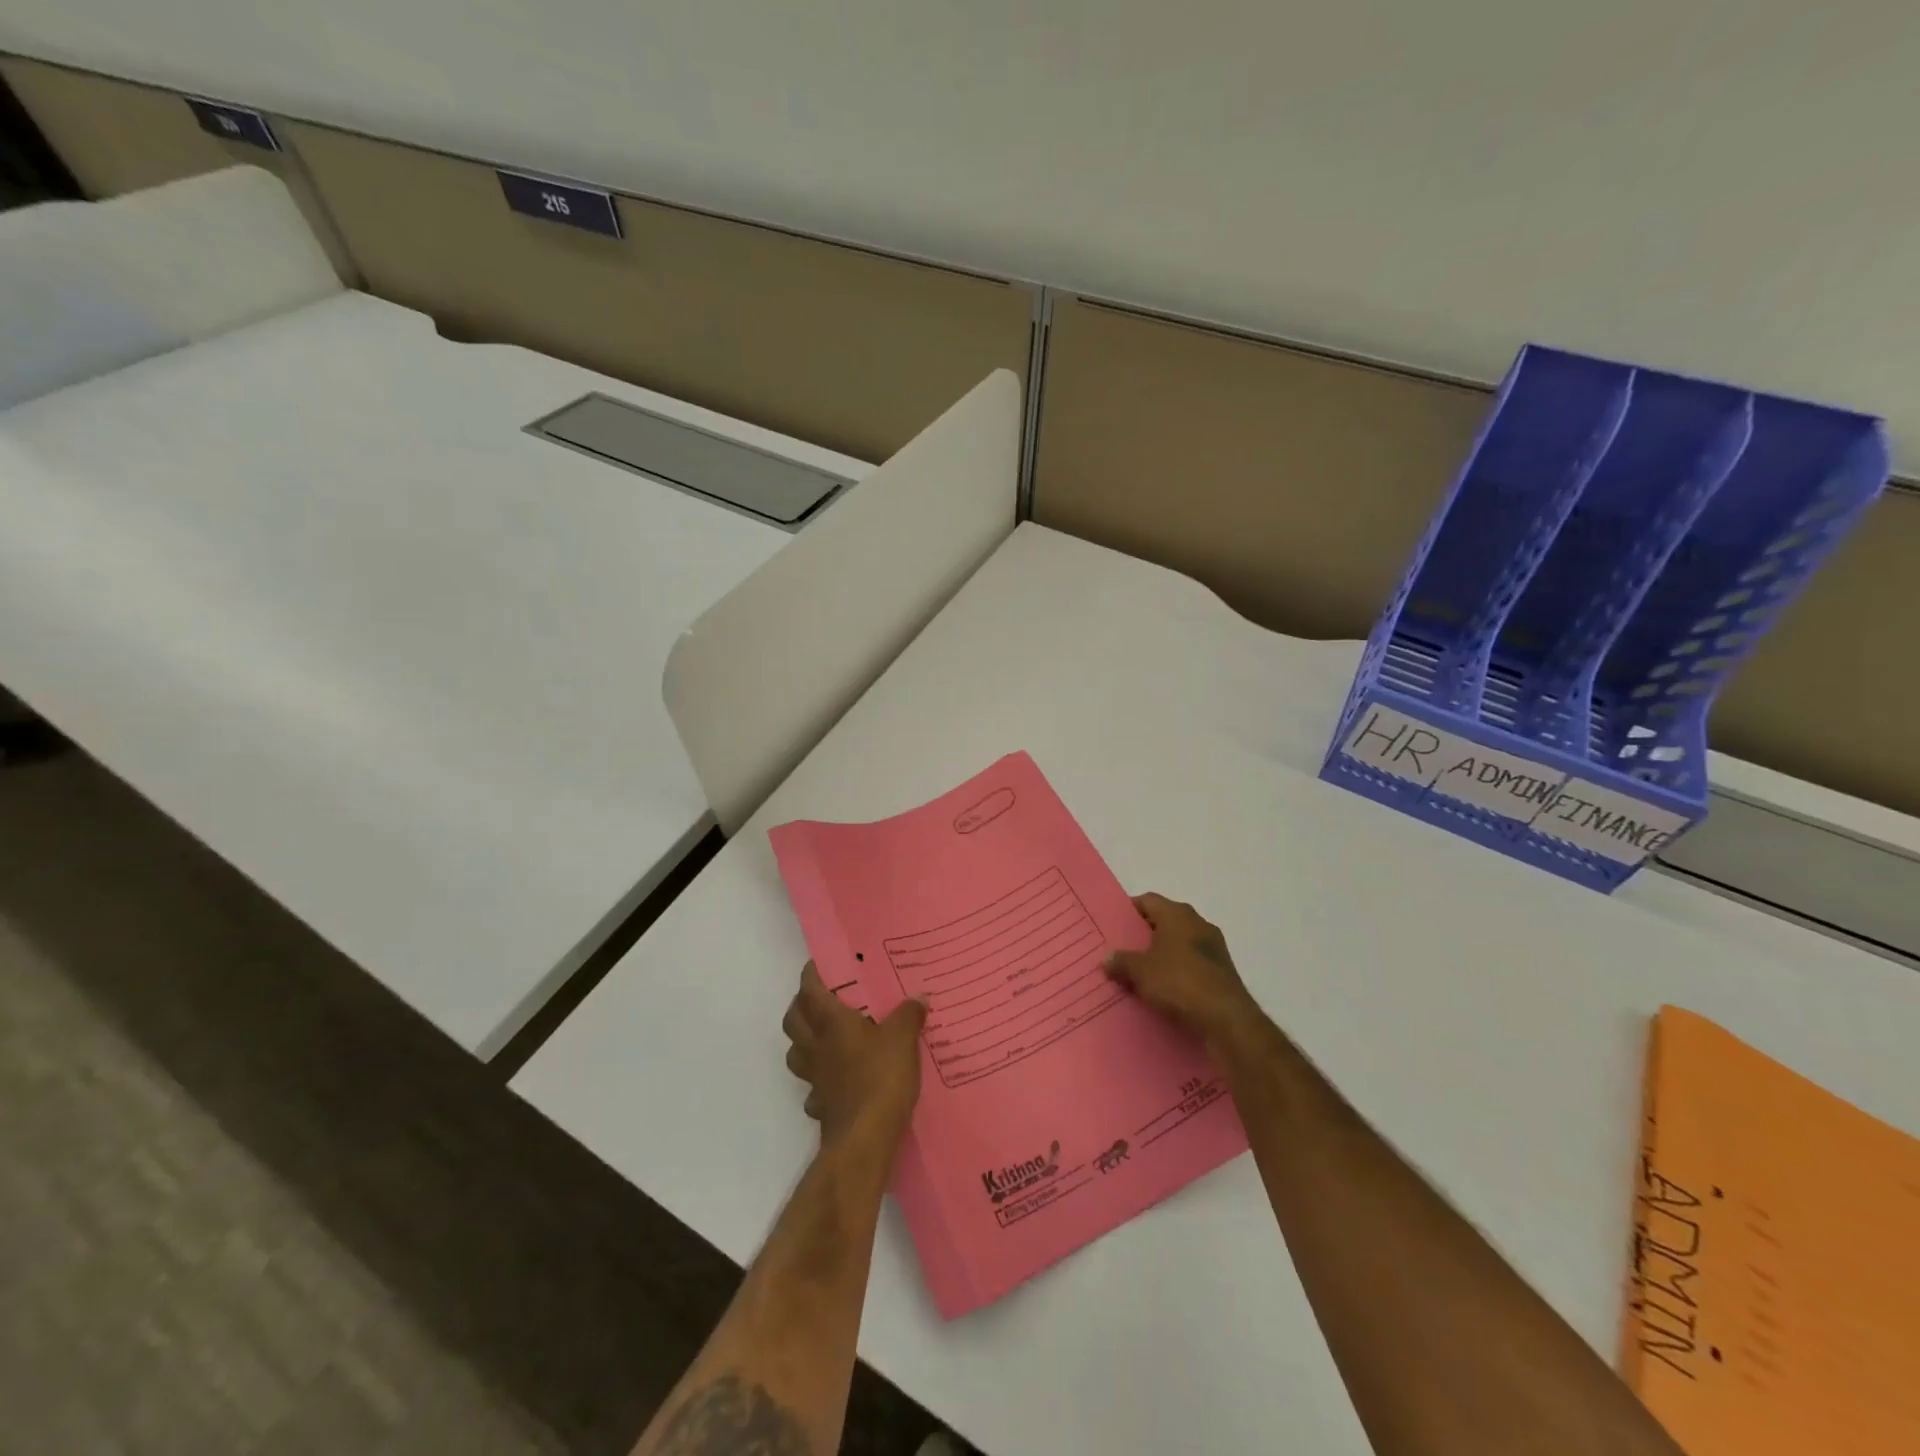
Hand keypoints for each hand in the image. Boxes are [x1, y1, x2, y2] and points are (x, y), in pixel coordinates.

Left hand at [782, 962, 926, 1152]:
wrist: (864, 1139)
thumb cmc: (881, 1077)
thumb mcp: (903, 1039)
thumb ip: (909, 1014)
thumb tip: (918, 996)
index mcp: (831, 1023)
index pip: (810, 990)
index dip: (811, 975)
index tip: (820, 964)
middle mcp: (816, 1046)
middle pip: (792, 1019)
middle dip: (800, 1005)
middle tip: (821, 998)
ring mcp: (814, 1078)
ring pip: (794, 1052)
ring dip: (803, 1041)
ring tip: (823, 1036)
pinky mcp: (820, 1104)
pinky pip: (811, 1086)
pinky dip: (818, 1079)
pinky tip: (835, 1079)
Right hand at [1106, 893, 1263, 1050]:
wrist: (1226, 1018)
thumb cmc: (1179, 982)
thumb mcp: (1140, 972)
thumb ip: (1121, 961)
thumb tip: (1107, 958)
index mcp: (1177, 914)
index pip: (1148, 901)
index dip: (1129, 911)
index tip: (1113, 927)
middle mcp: (1198, 923)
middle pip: (1164, 922)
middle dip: (1144, 936)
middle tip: (1122, 951)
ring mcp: (1214, 947)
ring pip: (1179, 945)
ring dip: (1162, 956)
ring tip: (1139, 974)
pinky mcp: (1222, 972)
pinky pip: (1192, 965)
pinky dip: (1178, 973)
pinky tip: (1163, 991)